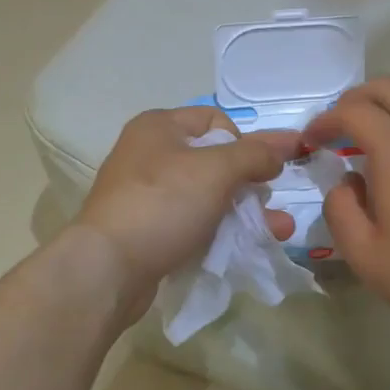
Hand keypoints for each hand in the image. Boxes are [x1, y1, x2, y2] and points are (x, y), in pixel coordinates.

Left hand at [74, 107, 301, 318]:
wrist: (108, 268)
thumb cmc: (163, 204)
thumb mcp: (216, 170)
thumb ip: (254, 154)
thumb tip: (281, 148)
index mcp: (159, 126)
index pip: (216, 121)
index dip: (243, 143)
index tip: (257, 171)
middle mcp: (150, 154)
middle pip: (215, 161)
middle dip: (251, 183)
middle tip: (271, 204)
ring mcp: (147, 195)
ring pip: (208, 196)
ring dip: (245, 211)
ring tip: (278, 230)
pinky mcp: (149, 230)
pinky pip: (193, 223)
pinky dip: (220, 231)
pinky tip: (247, 246)